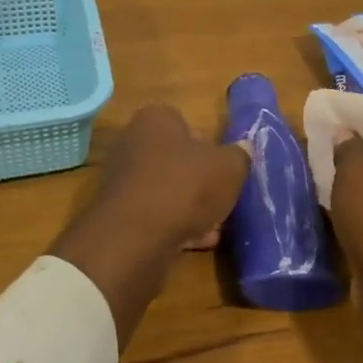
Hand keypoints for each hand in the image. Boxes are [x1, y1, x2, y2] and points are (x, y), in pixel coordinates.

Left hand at [51, 106, 249, 348]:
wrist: (136, 237)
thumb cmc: (186, 187)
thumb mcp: (230, 167)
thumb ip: (240, 155)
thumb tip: (243, 149)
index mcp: (155, 120)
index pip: (187, 124)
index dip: (210, 147)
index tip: (224, 169)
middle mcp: (132, 143)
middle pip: (177, 160)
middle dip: (201, 181)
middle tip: (222, 199)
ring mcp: (122, 180)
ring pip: (168, 190)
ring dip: (191, 207)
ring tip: (215, 227)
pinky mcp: (119, 214)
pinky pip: (156, 215)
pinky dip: (175, 226)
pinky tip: (197, 243)